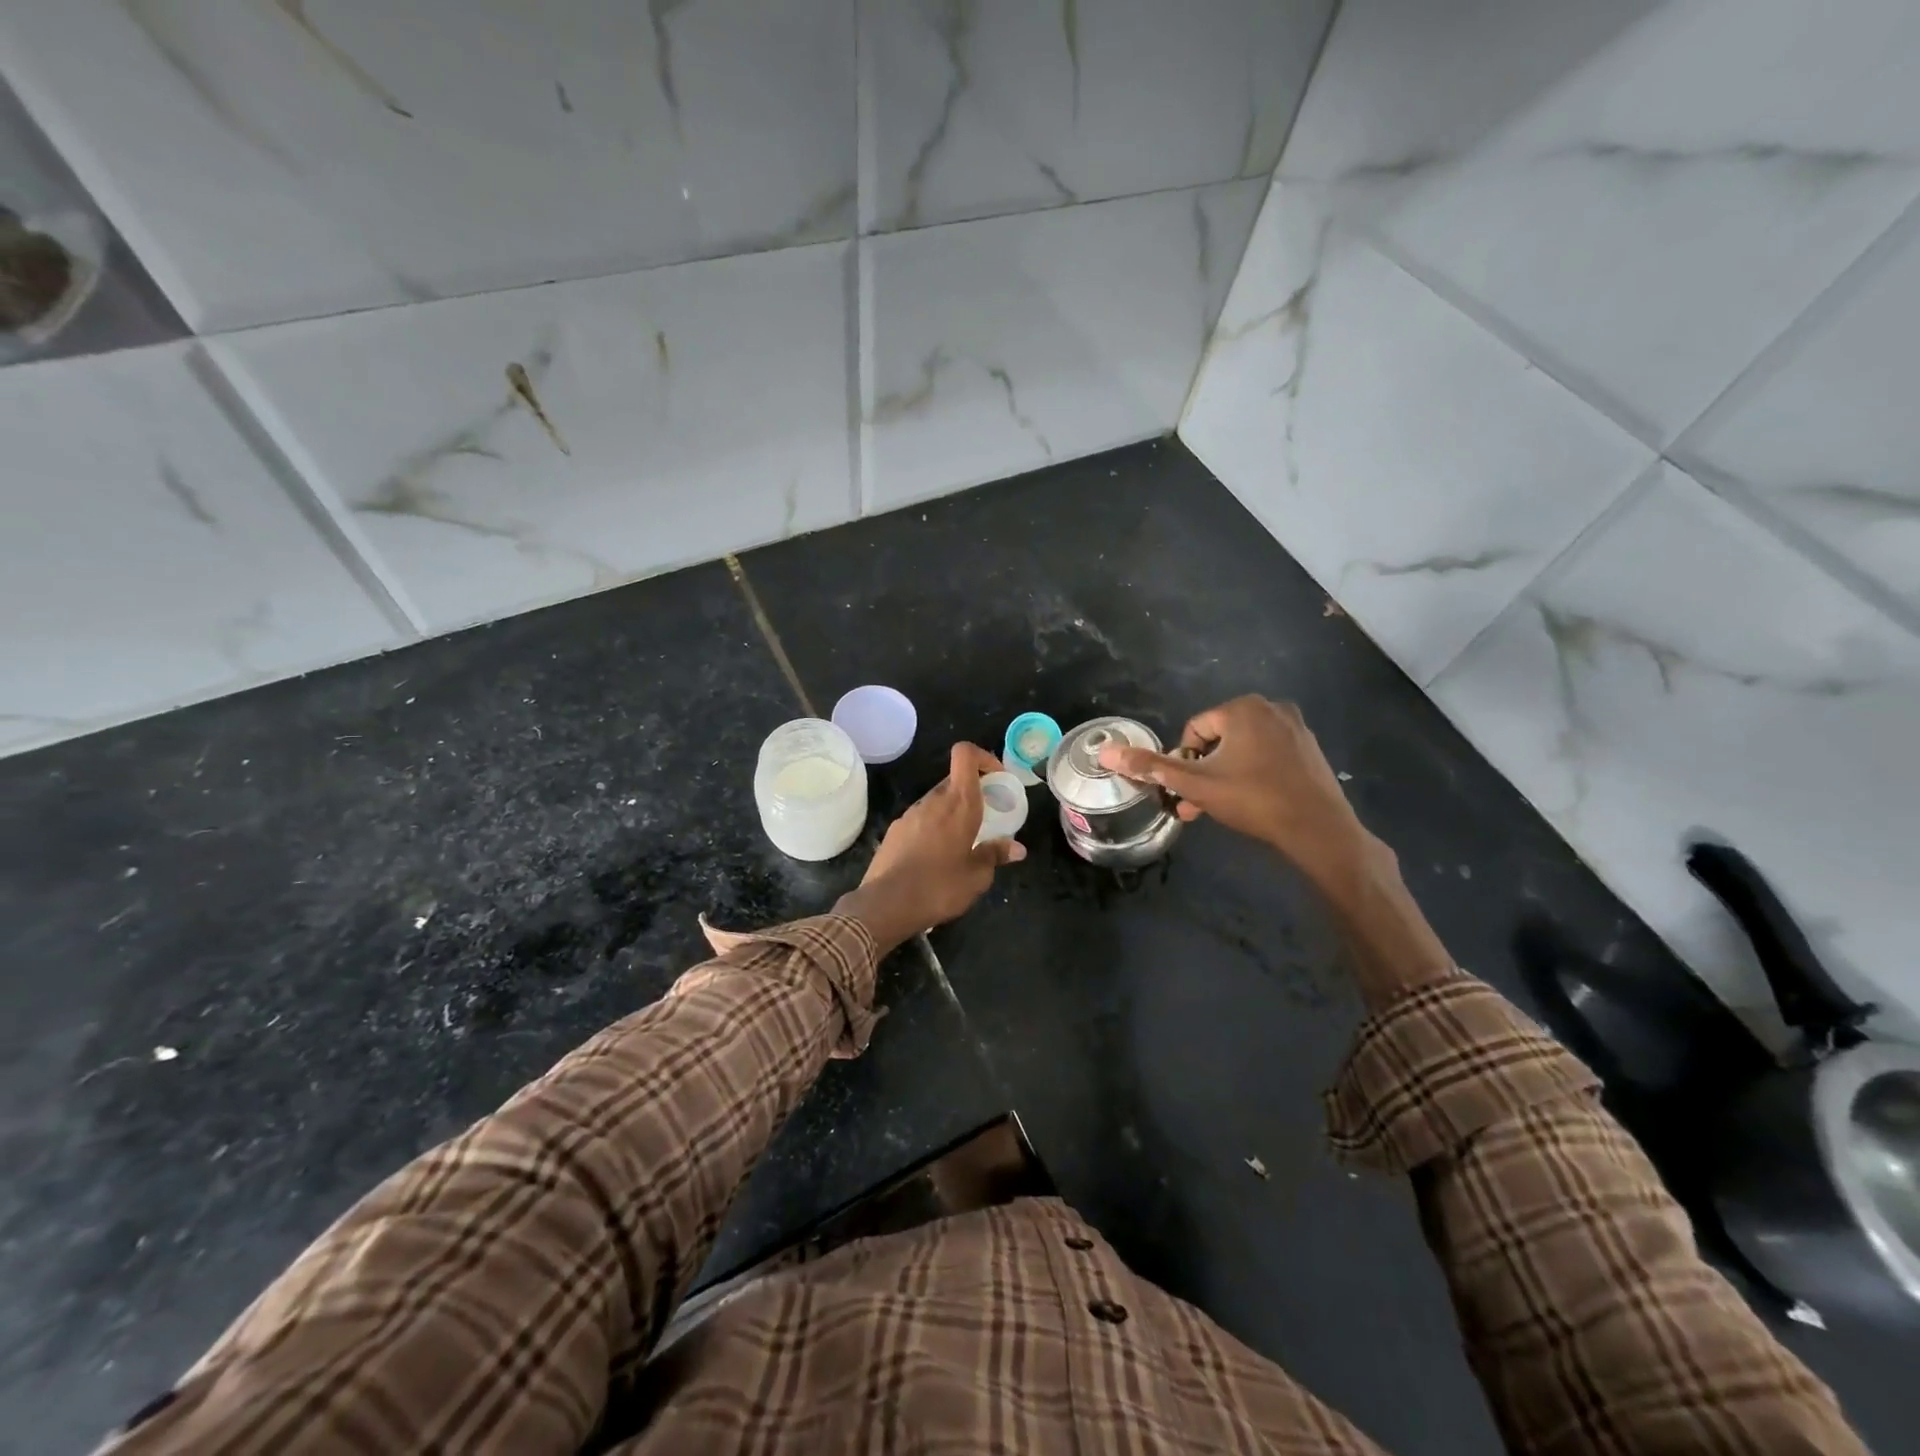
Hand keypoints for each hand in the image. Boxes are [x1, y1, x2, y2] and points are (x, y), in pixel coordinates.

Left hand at [837, 743, 1025, 952]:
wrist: (886, 904)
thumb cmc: (940, 887)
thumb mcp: (977, 876)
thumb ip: (996, 855)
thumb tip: (1017, 848)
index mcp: (959, 803)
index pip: (965, 754)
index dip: (983, 758)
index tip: (997, 779)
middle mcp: (933, 800)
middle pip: (954, 780)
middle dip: (972, 793)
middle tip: (985, 819)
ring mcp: (910, 814)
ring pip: (937, 801)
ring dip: (952, 813)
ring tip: (961, 843)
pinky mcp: (895, 830)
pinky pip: (921, 819)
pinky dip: (933, 827)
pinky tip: (935, 857)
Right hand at [1097, 696, 1370, 881]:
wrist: (1318, 829)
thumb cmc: (1253, 799)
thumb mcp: (1196, 784)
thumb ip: (1152, 767)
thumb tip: (1106, 752)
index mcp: (1243, 708)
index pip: (1194, 729)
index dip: (1184, 760)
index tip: (1189, 788)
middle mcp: (1272, 708)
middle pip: (1219, 738)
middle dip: (1203, 770)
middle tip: (1198, 802)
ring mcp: (1296, 727)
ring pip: (1243, 748)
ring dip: (1224, 775)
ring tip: (1219, 807)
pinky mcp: (1310, 748)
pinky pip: (1268, 754)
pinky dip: (1252, 773)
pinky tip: (1250, 802)